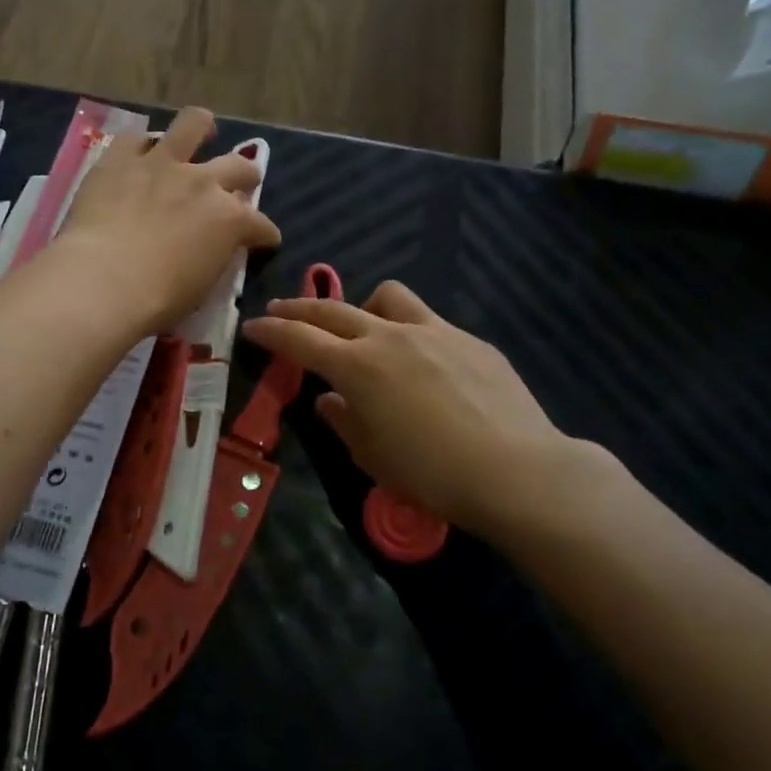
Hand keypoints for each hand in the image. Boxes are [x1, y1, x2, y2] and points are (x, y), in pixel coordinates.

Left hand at [52, 107, 281, 337]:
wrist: (104, 282)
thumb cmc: (158, 300)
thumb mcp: (203, 286)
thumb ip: (213, 257)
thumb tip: (212, 250)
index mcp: (230, 221)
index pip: (260, 225)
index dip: (264, 234)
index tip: (263, 240)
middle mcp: (204, 182)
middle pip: (239, 166)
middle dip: (246, 176)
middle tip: (240, 183)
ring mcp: (162, 164)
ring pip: (193, 124)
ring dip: (202, 128)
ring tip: (202, 130)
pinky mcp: (120, 159)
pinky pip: (134, 139)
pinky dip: (140, 147)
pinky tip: (139, 154)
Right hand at [242, 281, 591, 535]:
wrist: (517, 470)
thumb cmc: (433, 474)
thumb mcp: (373, 457)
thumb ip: (344, 422)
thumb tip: (330, 400)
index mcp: (358, 367)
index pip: (300, 339)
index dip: (271, 331)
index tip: (252, 325)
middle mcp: (390, 337)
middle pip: (334, 310)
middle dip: (300, 308)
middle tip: (282, 310)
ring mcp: (434, 331)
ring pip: (387, 297)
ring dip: (363, 307)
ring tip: (362, 328)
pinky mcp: (469, 339)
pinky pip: (428, 321)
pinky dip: (409, 332)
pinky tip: (422, 362)